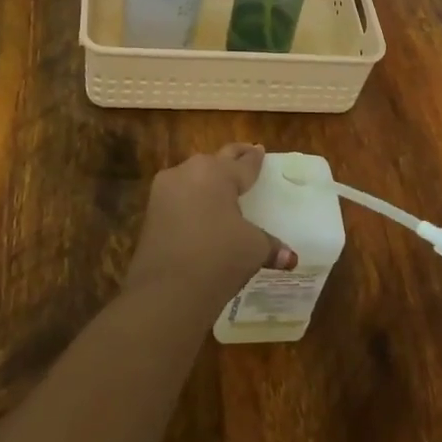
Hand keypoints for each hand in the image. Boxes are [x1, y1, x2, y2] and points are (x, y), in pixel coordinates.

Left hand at [123, 144, 294, 314]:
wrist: (166, 291)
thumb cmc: (218, 258)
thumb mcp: (253, 249)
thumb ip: (271, 245)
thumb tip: (290, 257)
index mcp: (218, 173)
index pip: (243, 163)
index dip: (255, 158)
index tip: (260, 150)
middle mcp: (190, 172)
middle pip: (216, 160)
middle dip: (232, 158)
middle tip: (246, 153)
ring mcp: (165, 190)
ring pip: (192, 175)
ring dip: (207, 179)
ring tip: (221, 186)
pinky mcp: (151, 211)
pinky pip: (177, 195)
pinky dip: (191, 199)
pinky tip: (199, 210)